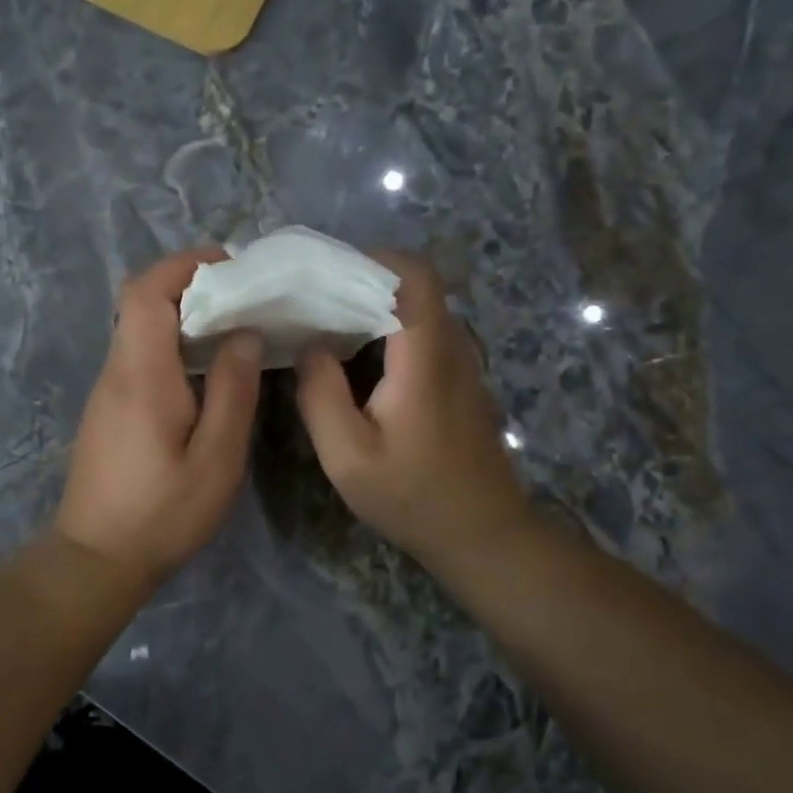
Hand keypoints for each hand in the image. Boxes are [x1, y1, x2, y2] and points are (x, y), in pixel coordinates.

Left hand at [54, 249, 262, 592]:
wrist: (96, 558)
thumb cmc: (162, 513)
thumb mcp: (216, 459)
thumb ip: (233, 392)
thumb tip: (244, 334)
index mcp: (141, 374)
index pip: (147, 291)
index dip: (185, 265)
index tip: (230, 266)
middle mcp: (116, 371)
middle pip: (140, 303)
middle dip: (189, 285)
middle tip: (242, 298)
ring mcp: (106, 391)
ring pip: (139, 329)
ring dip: (181, 316)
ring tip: (232, 330)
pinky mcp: (107, 410)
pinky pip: (138, 357)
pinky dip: (170, 344)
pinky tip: (204, 371)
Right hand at [294, 252, 531, 570]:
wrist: (482, 534)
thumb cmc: (413, 496)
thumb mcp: (348, 456)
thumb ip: (320, 395)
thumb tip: (310, 345)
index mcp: (425, 355)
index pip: (412, 274)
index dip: (370, 259)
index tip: (322, 272)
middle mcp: (451, 346)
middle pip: (412, 285)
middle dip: (360, 280)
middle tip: (310, 298)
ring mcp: (460, 363)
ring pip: (417, 309)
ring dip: (372, 305)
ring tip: (323, 322)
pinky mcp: (458, 381)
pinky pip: (421, 334)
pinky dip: (386, 330)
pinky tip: (353, 358)